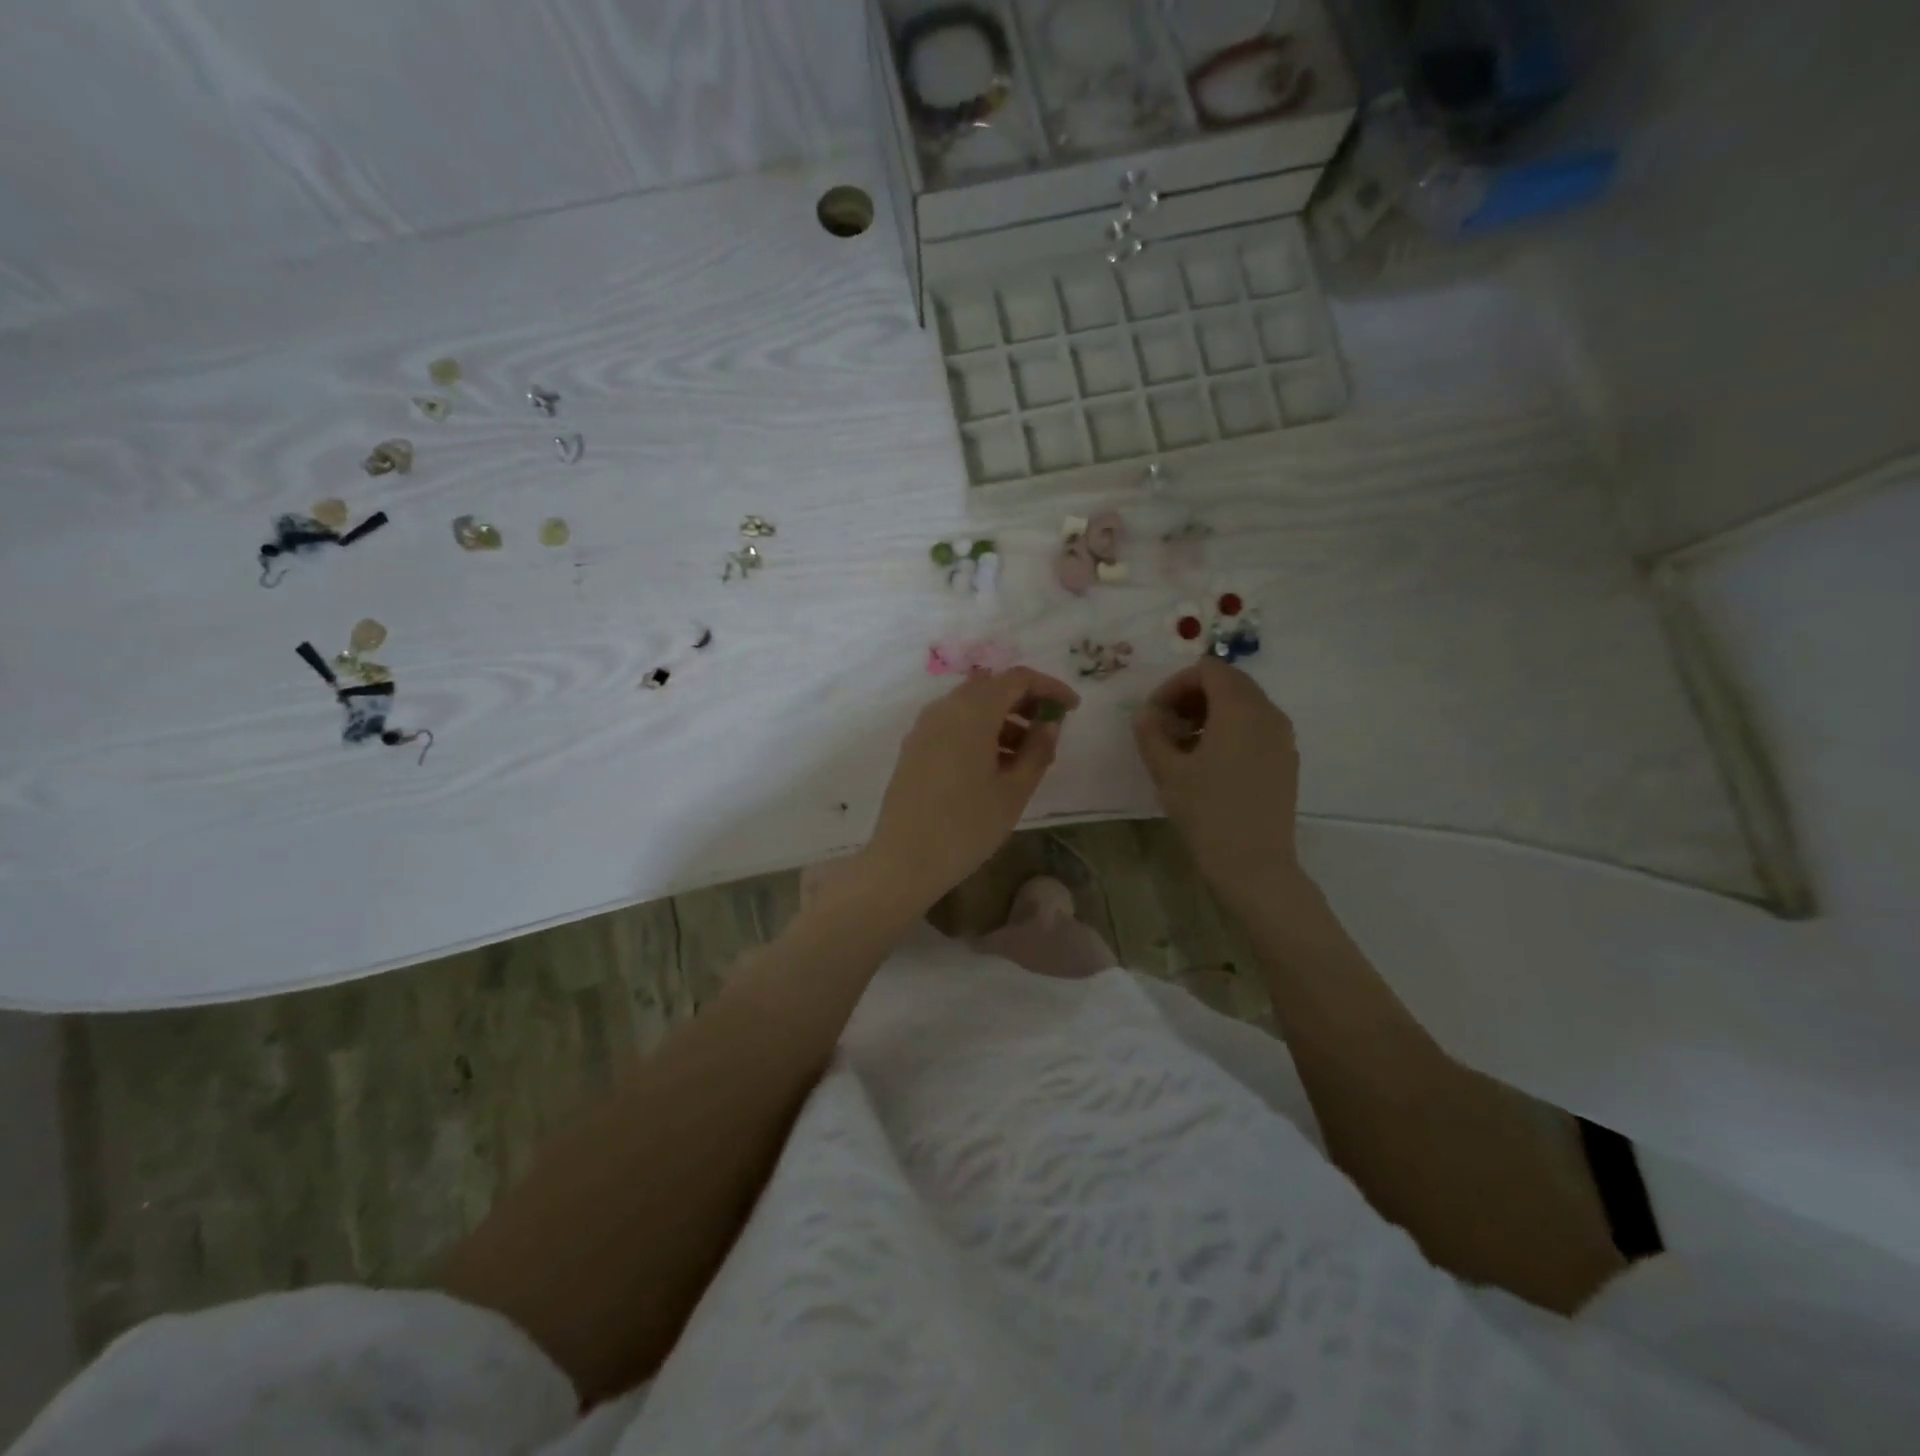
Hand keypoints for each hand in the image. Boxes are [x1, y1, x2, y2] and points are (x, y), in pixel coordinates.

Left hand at [863, 667, 1079, 912]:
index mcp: (972, 711)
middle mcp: (944, 708)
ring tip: (1027, 755)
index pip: (1017, 679)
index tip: (1073, 707)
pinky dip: (978, 731)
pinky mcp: (914, 747)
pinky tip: (995, 765)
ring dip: (1002, 718)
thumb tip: (1050, 723)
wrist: (904, 860)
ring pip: (970, 706)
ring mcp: (924, 727)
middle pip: (991, 687)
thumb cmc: (967, 826)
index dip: (1049, 687)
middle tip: (1051, 727)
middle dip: (1025, 701)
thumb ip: (1038, 750)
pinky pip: (952, 724)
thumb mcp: (1014, 790)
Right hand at [1132, 658, 1303, 910]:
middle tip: (1166, 726)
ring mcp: (1282, 736)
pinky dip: (1230, 729)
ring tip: (1184, 745)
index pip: (1207, 670)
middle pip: (1228, 682)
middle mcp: (1267, 713)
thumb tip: (1146, 713)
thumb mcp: (1167, 771)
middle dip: (1192, 696)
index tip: (1154, 713)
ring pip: (1243, 703)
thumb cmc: (1207, 813)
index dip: (1175, 684)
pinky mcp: (1286, 758)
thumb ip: (1151, 732)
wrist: (1254, 864)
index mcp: (1239, 709)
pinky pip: (1256, 726)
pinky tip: (1209, 761)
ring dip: (1210, 712)